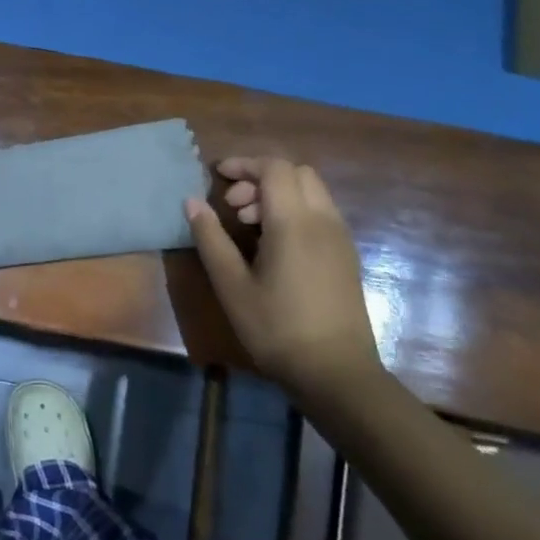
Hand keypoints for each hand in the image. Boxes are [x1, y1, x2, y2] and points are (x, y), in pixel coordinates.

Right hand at [185, 158, 382, 398]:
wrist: (337, 374)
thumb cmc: (276, 328)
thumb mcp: (231, 285)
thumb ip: (210, 238)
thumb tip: (192, 201)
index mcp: (294, 222)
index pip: (274, 168)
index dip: (244, 164)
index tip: (217, 176)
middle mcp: (323, 221)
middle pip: (297, 173)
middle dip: (261, 178)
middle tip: (234, 207)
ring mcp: (340, 238)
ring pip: (312, 192)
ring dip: (279, 195)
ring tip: (249, 228)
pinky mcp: (346, 256)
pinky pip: (320, 213)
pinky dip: (295, 211)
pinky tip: (274, 246)